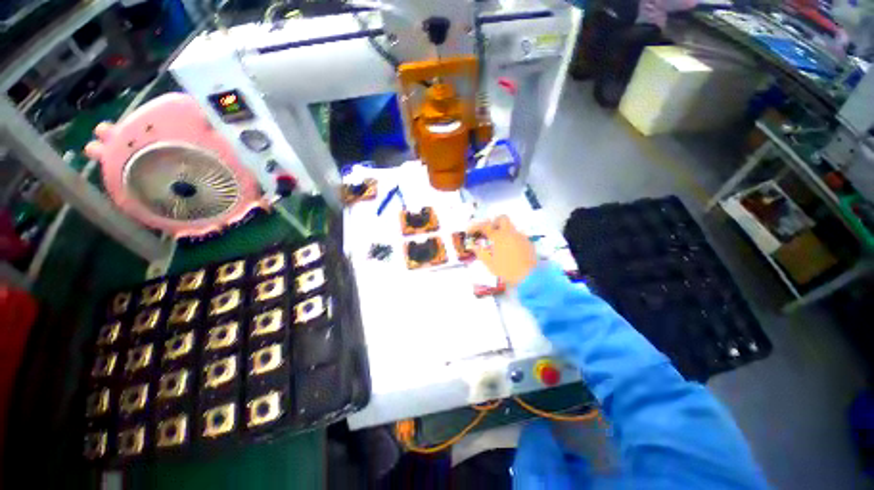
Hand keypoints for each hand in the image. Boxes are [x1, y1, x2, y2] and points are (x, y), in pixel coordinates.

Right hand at [467, 215, 537, 286]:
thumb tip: (474, 246)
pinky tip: (511, 251)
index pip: (484, 226)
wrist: (529, 277)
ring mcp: (521, 236)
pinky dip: (512, 240)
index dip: (476, 226)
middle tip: (491, 232)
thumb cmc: (507, 271)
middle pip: (502, 218)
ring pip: (511, 228)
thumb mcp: (490, 264)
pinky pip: (518, 236)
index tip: (471, 231)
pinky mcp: (528, 242)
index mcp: (498, 237)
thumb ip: (481, 253)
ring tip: (501, 245)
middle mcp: (510, 233)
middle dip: (495, 222)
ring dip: (504, 232)